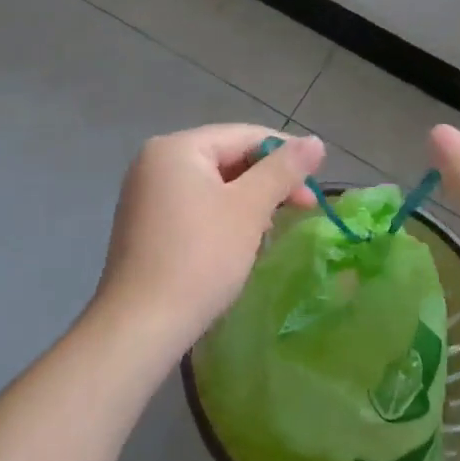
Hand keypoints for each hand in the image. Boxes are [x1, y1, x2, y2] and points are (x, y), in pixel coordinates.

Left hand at [91, 124, 325, 364]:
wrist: (141, 325)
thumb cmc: (200, 258)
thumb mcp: (249, 208)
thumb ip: (283, 169)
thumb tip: (315, 141)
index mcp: (176, 147)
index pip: (244, 135)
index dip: (286, 153)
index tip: (318, 180)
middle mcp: (155, 162)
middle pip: (227, 157)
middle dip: (268, 181)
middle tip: (306, 207)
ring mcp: (146, 194)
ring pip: (213, 185)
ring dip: (249, 201)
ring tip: (275, 227)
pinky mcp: (146, 225)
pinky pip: (195, 206)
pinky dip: (224, 216)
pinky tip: (242, 241)